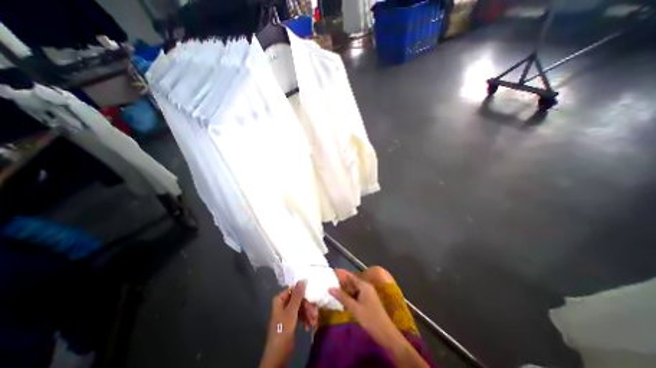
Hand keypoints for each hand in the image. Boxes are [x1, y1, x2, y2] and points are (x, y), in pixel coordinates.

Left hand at [257, 282, 306, 367]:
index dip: (304, 293)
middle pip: (300, 299)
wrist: (278, 356)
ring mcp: (288, 312)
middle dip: (308, 307)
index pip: (294, 290)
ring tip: (313, 322)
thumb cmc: (283, 331)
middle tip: (314, 314)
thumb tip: (303, 279)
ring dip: (308, 314)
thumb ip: (297, 295)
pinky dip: (306, 320)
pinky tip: (309, 327)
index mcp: (280, 299)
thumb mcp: (291, 312)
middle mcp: (284, 303)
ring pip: (302, 307)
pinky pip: (301, 315)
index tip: (312, 298)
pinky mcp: (292, 320)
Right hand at [327, 271, 404, 349]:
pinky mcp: (368, 301)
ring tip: (333, 292)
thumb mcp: (354, 308)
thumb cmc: (370, 319)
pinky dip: (350, 296)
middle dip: (342, 283)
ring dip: (345, 291)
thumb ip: (342, 297)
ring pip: (354, 289)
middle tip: (330, 285)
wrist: (386, 333)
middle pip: (352, 282)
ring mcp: (368, 294)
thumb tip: (330, 287)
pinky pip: (357, 295)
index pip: (350, 276)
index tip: (332, 275)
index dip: (341, 275)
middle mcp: (366, 287)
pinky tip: (343, 301)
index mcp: (364, 285)